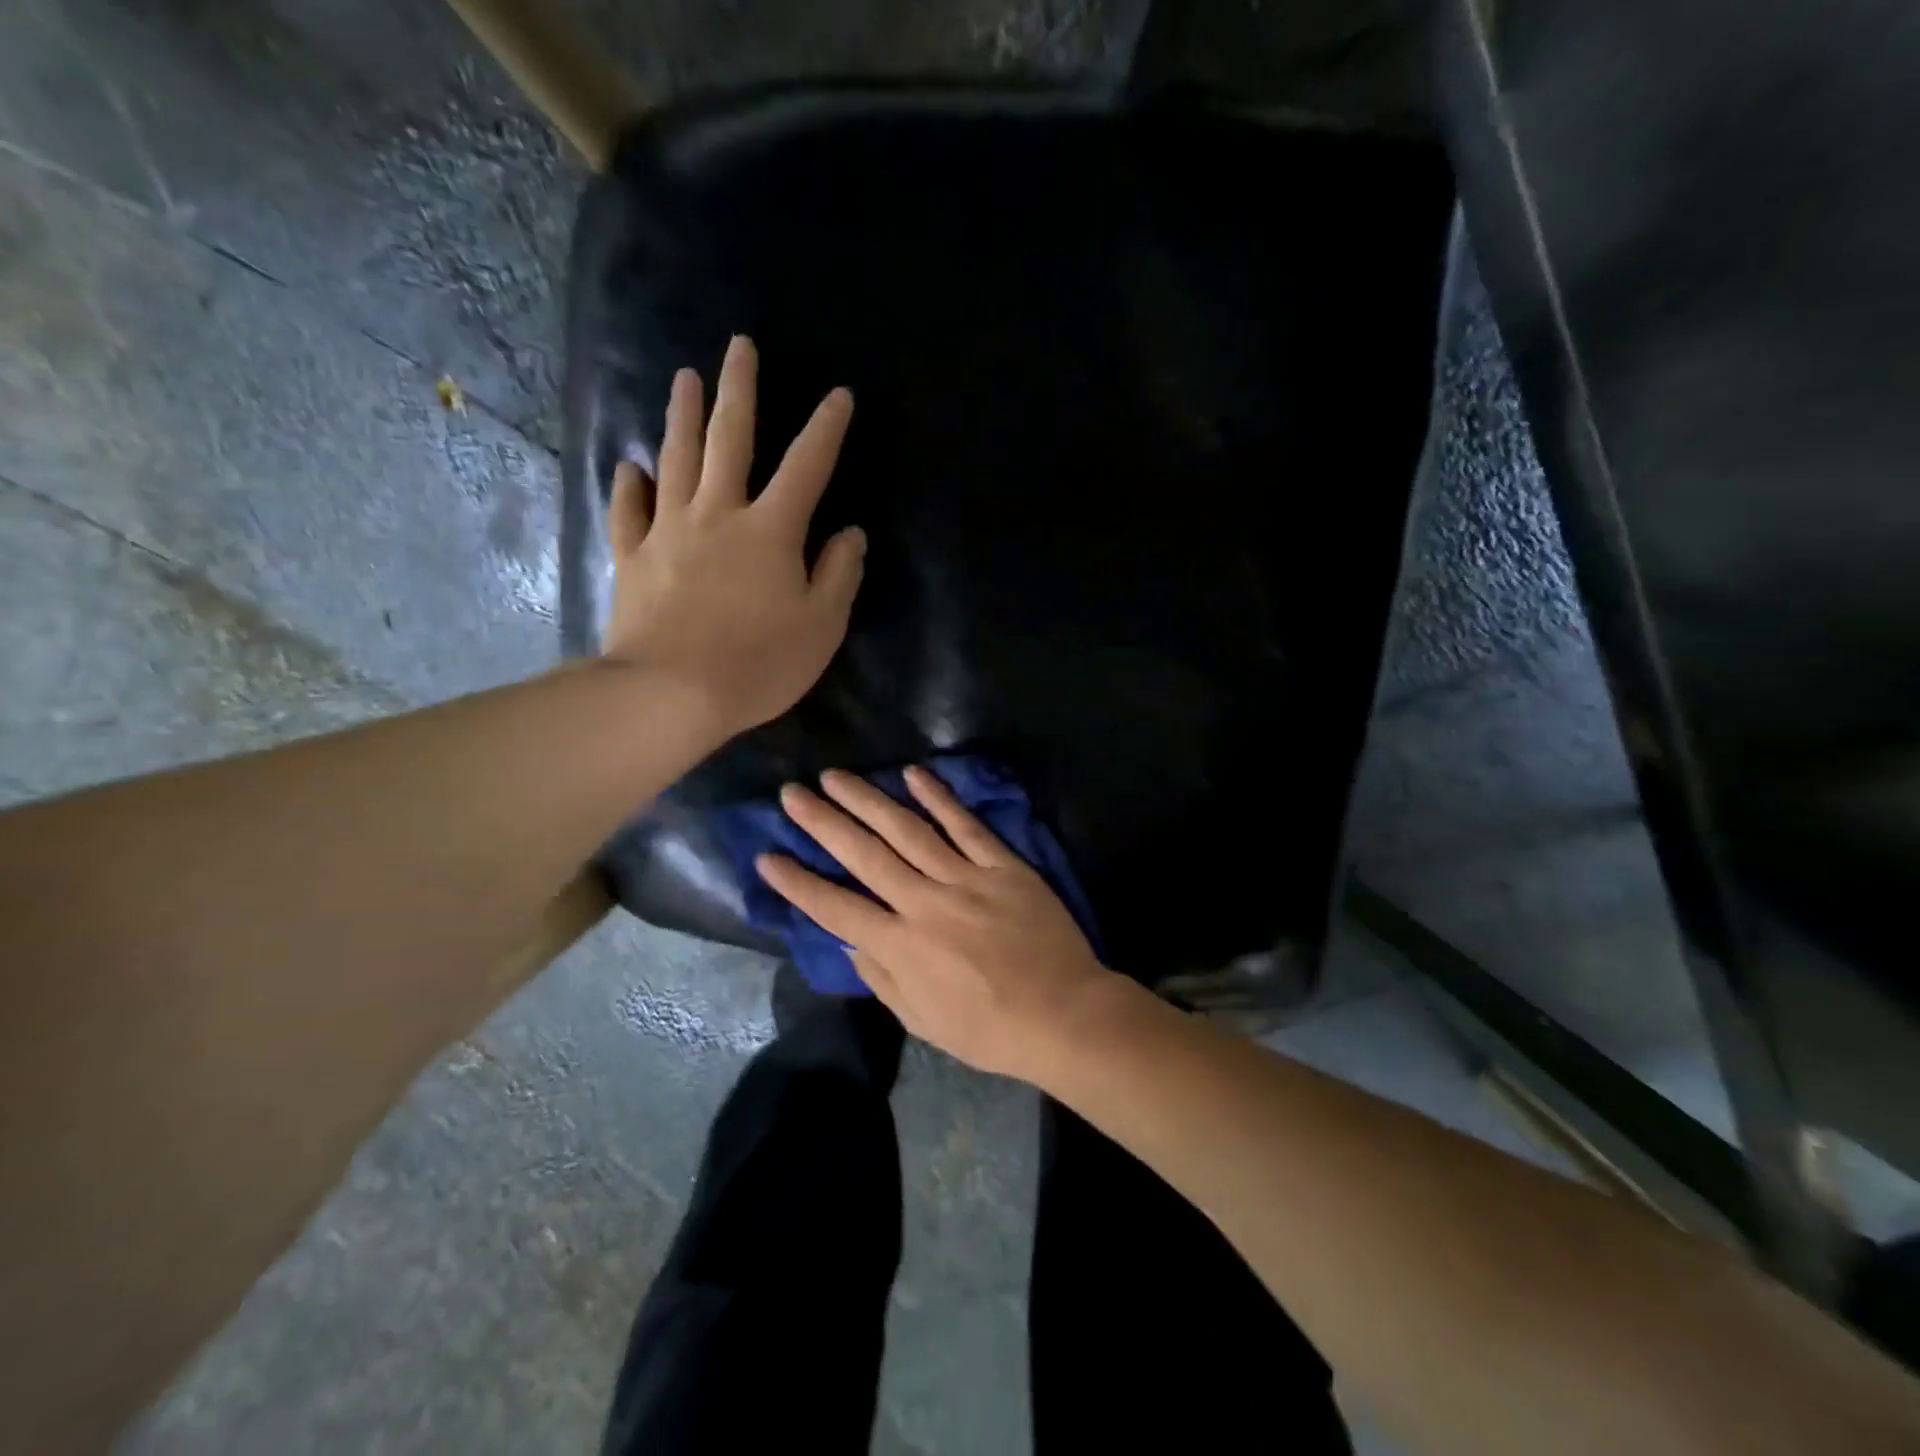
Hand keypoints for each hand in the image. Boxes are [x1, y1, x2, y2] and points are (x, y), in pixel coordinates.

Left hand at [601, 335, 865, 735]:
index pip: (807, 467)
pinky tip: (632, 466)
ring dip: (683, 415)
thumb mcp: (821, 626)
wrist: (670, 695)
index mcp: (771, 530)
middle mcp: (718, 514)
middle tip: (739, 346)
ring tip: (685, 378)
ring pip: (676, 459)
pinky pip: (630, 511)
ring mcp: (669, 531)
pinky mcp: (633, 557)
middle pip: (730, 440)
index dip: (826, 429)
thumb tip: (849, 533)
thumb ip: (839, 574)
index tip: (839, 395)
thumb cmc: (758, 664)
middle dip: (739, 390)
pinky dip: (630, 485)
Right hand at [756, 765, 1120, 1081]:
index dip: (798, 883)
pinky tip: (914, 774)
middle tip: (791, 794)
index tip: (767, 856)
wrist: (1063, 1013)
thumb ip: (882, 977)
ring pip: (908, 830)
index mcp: (902, 947)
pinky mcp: (1002, 865)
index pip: (836, 908)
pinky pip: (966, 826)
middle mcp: (925, 904)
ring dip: (868, 800)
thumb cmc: (989, 1028)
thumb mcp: (923, 1021)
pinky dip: (939, 798)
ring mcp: (966, 879)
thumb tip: (848, 940)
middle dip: (823, 823)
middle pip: (865, 855)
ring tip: (836, 776)